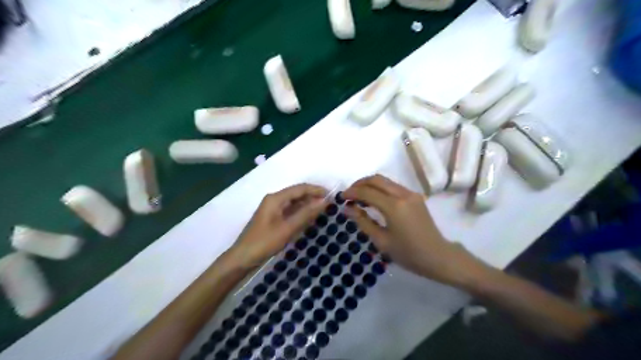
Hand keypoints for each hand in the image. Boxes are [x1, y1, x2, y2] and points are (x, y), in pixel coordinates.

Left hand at [227, 185, 325, 267]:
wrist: (243, 257)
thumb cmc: (265, 242)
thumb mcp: (288, 228)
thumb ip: (306, 214)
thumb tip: (323, 202)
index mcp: (275, 198)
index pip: (300, 188)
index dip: (316, 190)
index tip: (331, 194)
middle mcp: (274, 199)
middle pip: (297, 193)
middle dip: (313, 196)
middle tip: (329, 203)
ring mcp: (273, 209)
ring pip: (294, 202)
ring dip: (308, 204)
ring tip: (323, 209)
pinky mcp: (273, 218)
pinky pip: (290, 210)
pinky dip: (301, 212)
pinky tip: (310, 217)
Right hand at [346, 174, 492, 285]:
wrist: (438, 256)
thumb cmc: (408, 253)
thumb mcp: (381, 240)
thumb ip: (363, 221)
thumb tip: (347, 208)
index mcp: (394, 206)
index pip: (367, 192)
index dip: (352, 192)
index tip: (341, 197)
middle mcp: (402, 194)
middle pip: (376, 179)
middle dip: (360, 183)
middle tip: (349, 195)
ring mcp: (411, 193)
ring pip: (385, 181)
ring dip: (370, 185)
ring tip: (359, 197)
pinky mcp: (415, 196)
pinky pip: (393, 186)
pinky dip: (380, 189)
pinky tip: (374, 200)